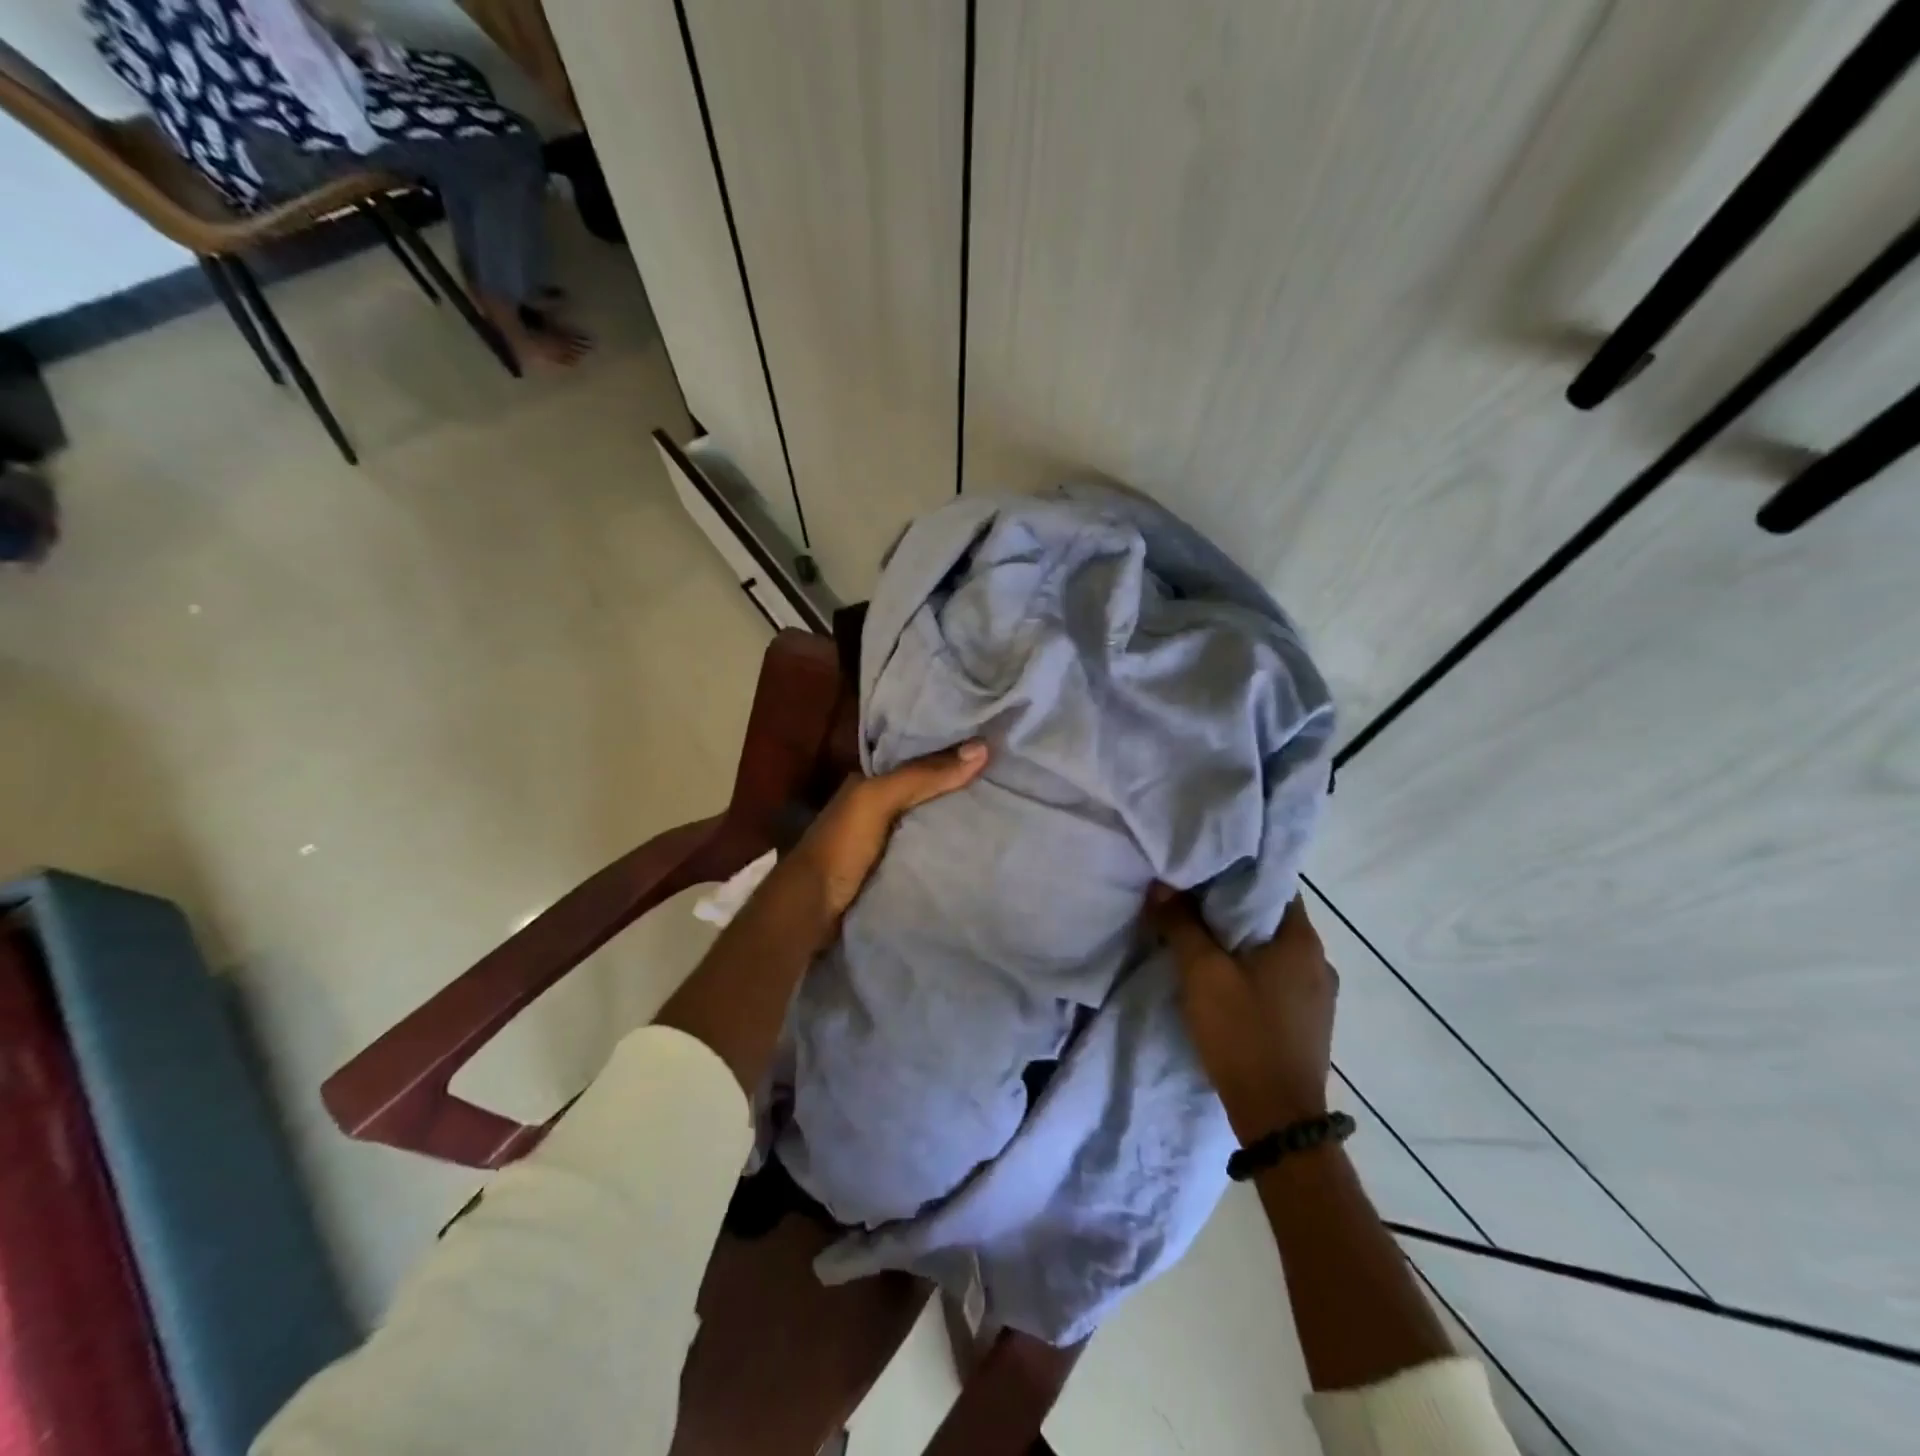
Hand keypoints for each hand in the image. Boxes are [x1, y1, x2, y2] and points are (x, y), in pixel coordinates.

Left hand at [784, 741, 989, 928]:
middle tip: (1005, 781)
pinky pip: (926, 851)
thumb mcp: (878, 800)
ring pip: (927, 822)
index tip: (992, 749)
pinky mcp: (891, 870)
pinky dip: (947, 848)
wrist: (811, 909)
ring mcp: (883, 841)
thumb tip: (982, 747)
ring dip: (955, 820)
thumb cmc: (841, 845)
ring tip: (1002, 811)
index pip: (916, 759)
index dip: (949, 753)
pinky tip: (976, 847)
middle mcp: (876, 807)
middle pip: (925, 792)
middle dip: (958, 787)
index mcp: (868, 782)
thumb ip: (923, 776)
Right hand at [1148, 889, 1337, 1141]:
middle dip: (1231, 907)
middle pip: (1271, 916)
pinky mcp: (1310, 1020)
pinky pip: (1278, 977)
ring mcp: (1319, 994)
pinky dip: (1252, 968)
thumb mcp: (1201, 973)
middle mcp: (1319, 960)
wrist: (1277, 1118)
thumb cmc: (1243, 1033)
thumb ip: (1181, 924)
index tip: (1201, 871)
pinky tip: (1225, 980)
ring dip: (1241, 941)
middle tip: (1190, 902)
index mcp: (1302, 940)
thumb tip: (1162, 885)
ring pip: (1274, 949)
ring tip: (1201, 939)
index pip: (1272, 883)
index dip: (1235, 873)